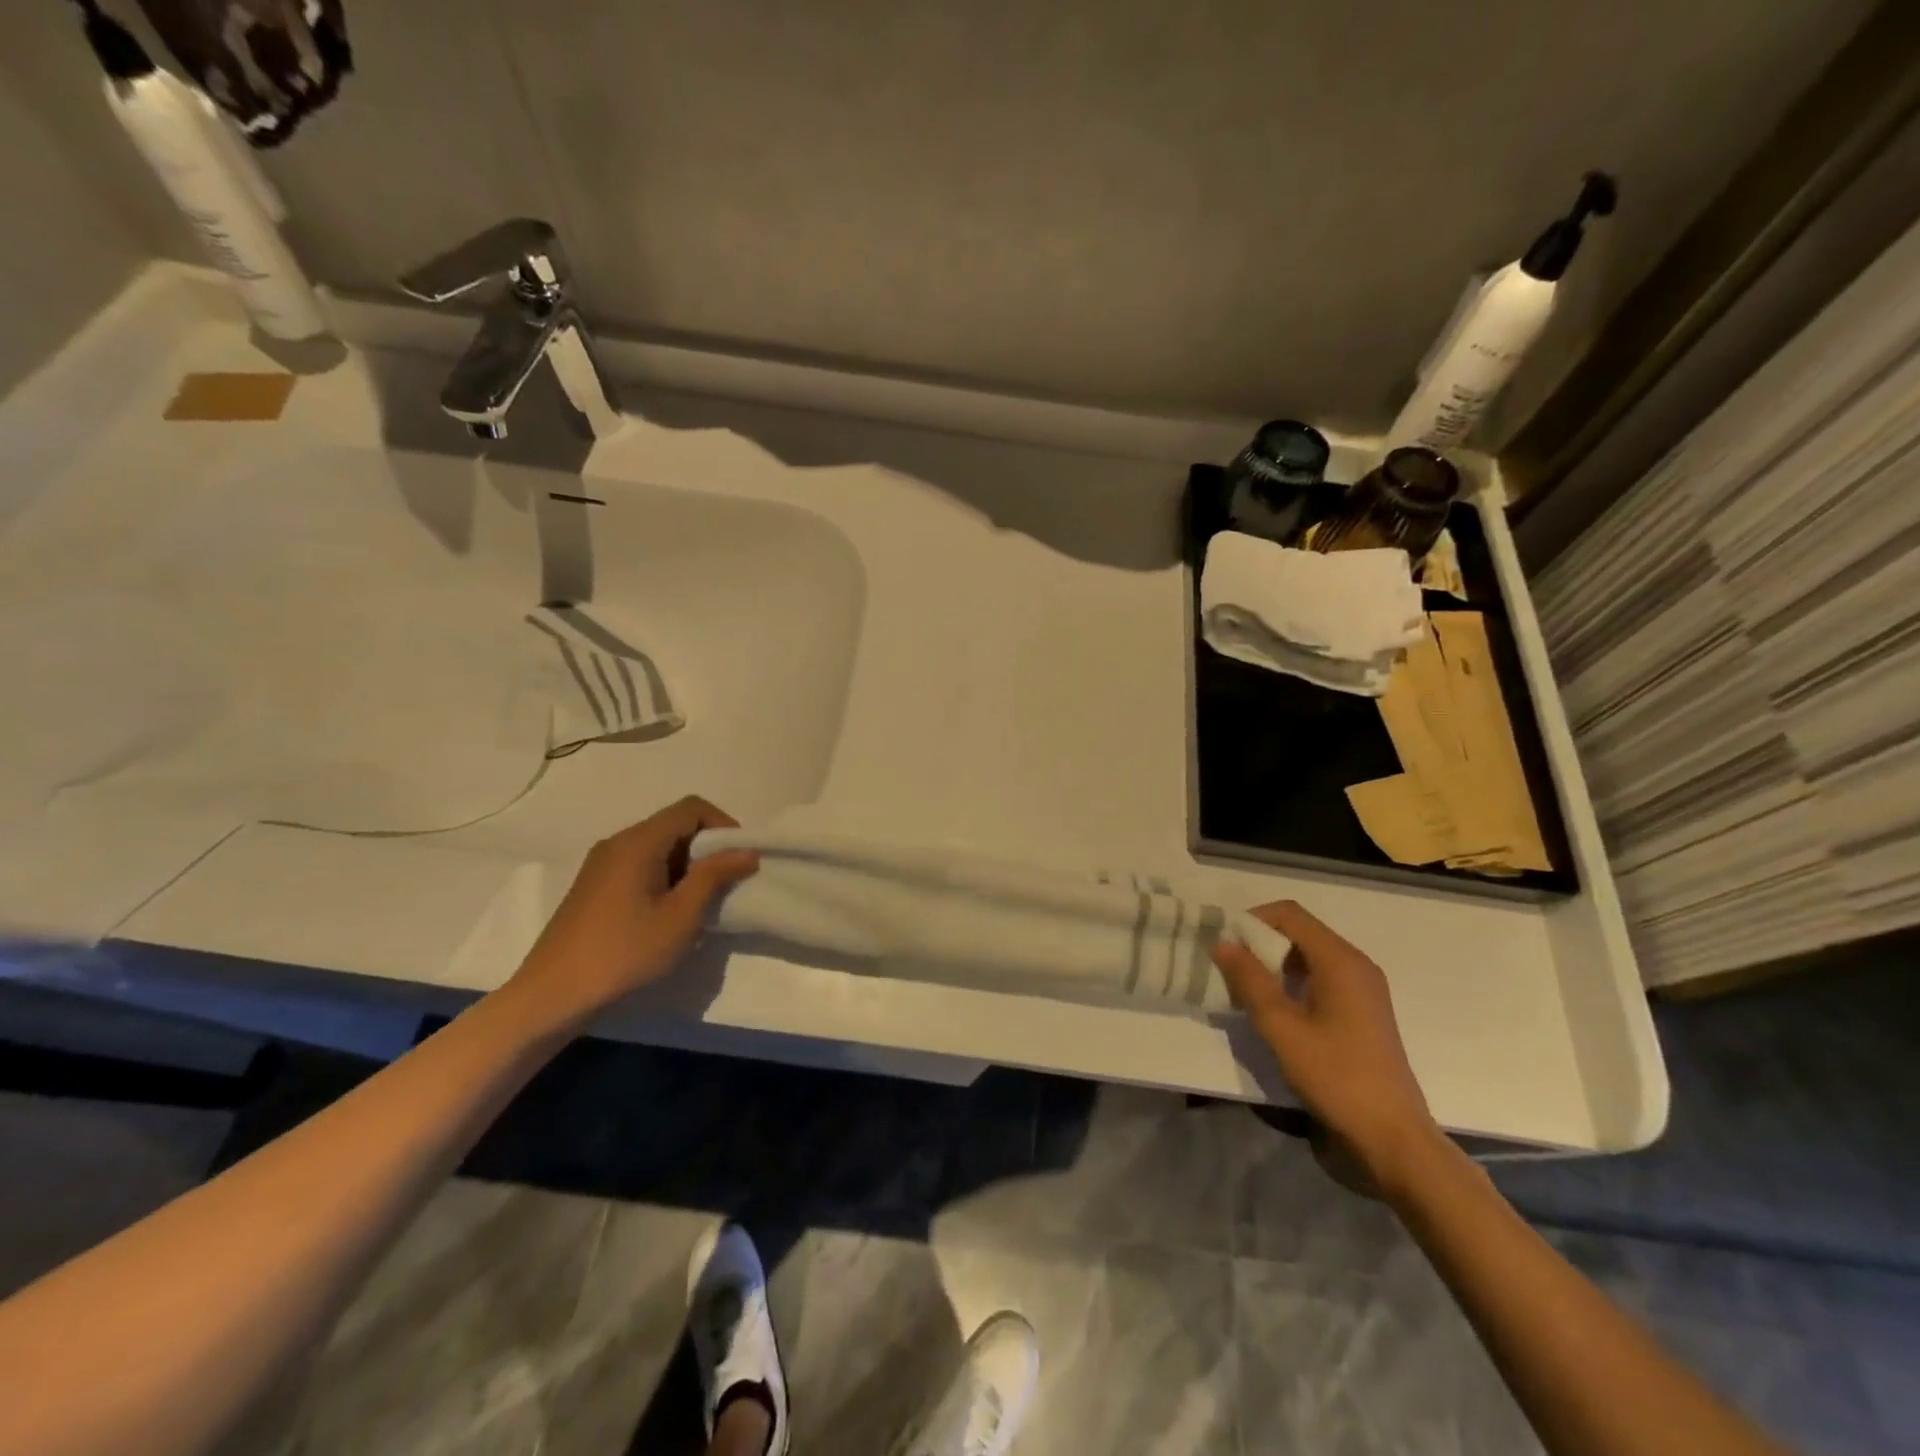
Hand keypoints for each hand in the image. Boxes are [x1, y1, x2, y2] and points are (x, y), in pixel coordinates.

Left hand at [503, 796, 758, 1029]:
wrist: (553, 995)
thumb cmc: (624, 953)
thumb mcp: (681, 916)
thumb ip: (714, 876)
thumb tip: (746, 851)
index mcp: (638, 842)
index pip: (691, 808)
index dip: (723, 824)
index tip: (741, 858)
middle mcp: (618, 842)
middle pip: (674, 824)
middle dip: (708, 847)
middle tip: (727, 882)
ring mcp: (602, 864)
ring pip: (658, 846)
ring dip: (688, 865)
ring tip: (702, 901)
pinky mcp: (595, 886)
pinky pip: (641, 864)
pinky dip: (666, 876)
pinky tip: (670, 912)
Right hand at [1212, 900, 1441, 1188]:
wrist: (1392, 1136)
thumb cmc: (1336, 1076)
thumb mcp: (1282, 1028)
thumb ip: (1250, 980)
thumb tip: (1223, 943)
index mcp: (1340, 960)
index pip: (1289, 914)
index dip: (1253, 920)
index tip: (1225, 943)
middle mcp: (1356, 964)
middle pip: (1300, 931)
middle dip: (1261, 942)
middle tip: (1229, 968)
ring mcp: (1364, 987)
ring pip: (1309, 955)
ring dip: (1275, 963)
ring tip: (1246, 990)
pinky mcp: (1363, 1010)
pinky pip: (1321, 976)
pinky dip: (1293, 981)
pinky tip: (1275, 1009)